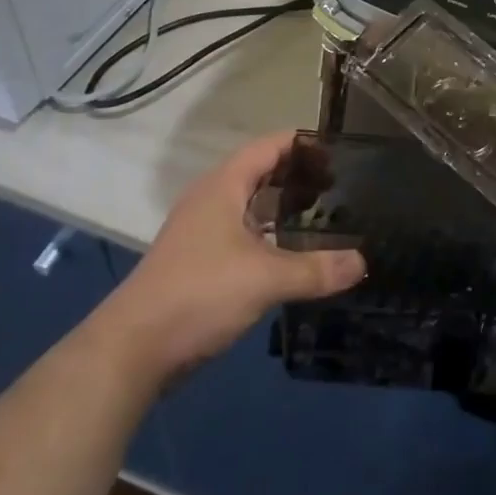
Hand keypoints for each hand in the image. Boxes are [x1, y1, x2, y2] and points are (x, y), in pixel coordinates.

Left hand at [101, 131, 365, 380]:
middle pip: (262, 172)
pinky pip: (244, 232)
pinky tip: (295, 252)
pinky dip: (271, 234)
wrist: (132, 351)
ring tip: (325, 214)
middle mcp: (212, 199)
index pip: (270, 145)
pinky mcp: (200, 261)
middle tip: (340, 185)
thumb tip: (363, 262)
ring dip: (285, 207)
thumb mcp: (265, 279)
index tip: (340, 151)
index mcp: (224, 185)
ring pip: (252, 205)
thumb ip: (316, 269)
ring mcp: (203, 231)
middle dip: (299, 175)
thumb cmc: (199, 294)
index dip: (304, 143)